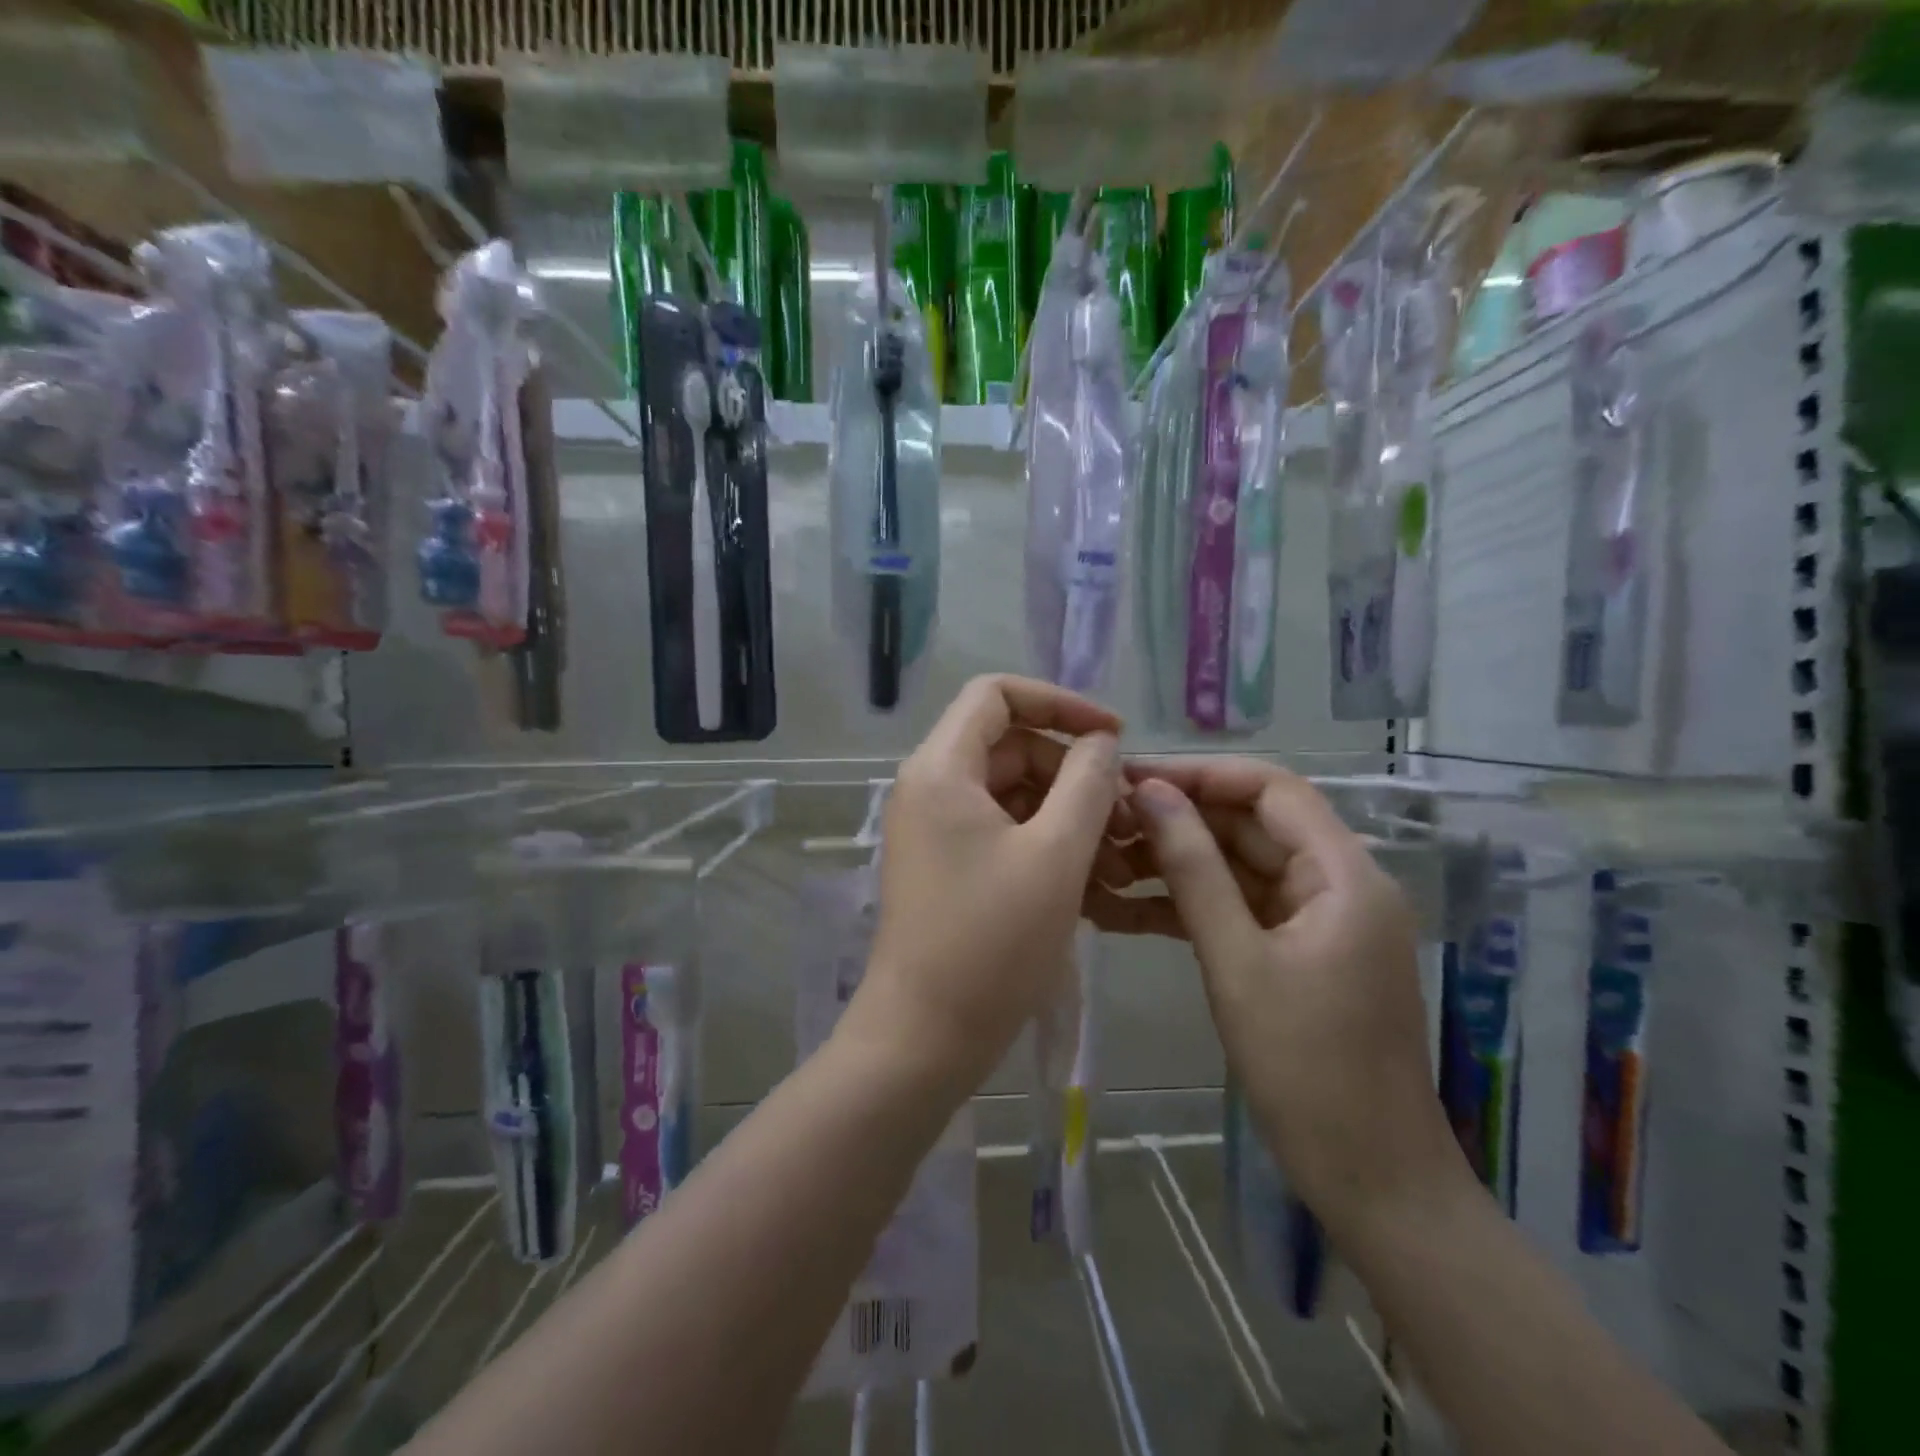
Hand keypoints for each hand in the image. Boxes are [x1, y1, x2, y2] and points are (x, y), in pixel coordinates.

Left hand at [839, 675, 1127, 1092]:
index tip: (1114, 736)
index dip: (1060, 702)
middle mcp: (933, 787)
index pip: (998, 694)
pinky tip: (1098, 889)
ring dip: (1071, 819)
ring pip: (1017, 795)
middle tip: (1129, 823)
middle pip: (1014, 748)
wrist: (925, 1037)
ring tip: (1121, 868)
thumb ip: (1087, 782)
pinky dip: (1050, 848)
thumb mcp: (1057, 854)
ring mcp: (939, 828)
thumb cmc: (992, 942)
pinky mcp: (950, 865)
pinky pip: (1007, 833)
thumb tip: (1101, 741)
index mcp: (943, 768)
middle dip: (1076, 777)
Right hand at [1110, 759, 1469, 1231]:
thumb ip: (1193, 869)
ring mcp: (1317, 918)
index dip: (1200, 774)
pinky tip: (1129, 905)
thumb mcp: (1236, 960)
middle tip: (1105, 821)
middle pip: (1251, 825)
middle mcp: (1337, 881)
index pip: (1271, 788)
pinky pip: (1240, 907)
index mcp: (1344, 873)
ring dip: (1176, 861)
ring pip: (1239, 865)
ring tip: (1105, 859)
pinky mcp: (1297, 950)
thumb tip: (1150, 793)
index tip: (1132, 777)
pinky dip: (1191, 903)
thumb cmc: (1307, 1068)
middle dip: (1179, 819)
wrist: (1371, 1178)